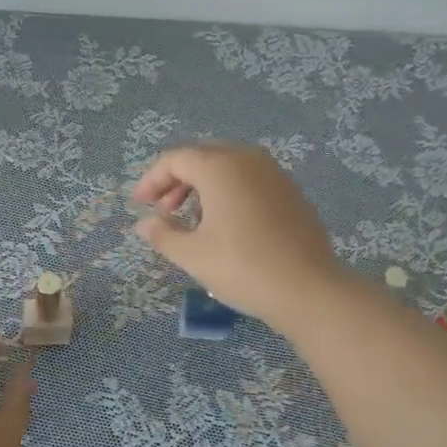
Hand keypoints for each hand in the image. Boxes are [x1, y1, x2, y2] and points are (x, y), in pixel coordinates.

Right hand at [131, 142, 346, 329]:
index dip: (152, 180)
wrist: (307, 288)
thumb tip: (144, 224)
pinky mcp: (291, 192)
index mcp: (220, 166)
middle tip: (162, 211)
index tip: (139, 205)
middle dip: (176, 181)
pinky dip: (228, 193)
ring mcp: (274, 174)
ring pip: (228, 167)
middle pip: (202, 157)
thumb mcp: (193, 254)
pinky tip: (225, 225)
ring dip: (202, 187)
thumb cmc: (242, 267)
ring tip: (191, 221)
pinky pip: (249, 181)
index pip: (175, 159)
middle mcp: (248, 159)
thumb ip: (162, 234)